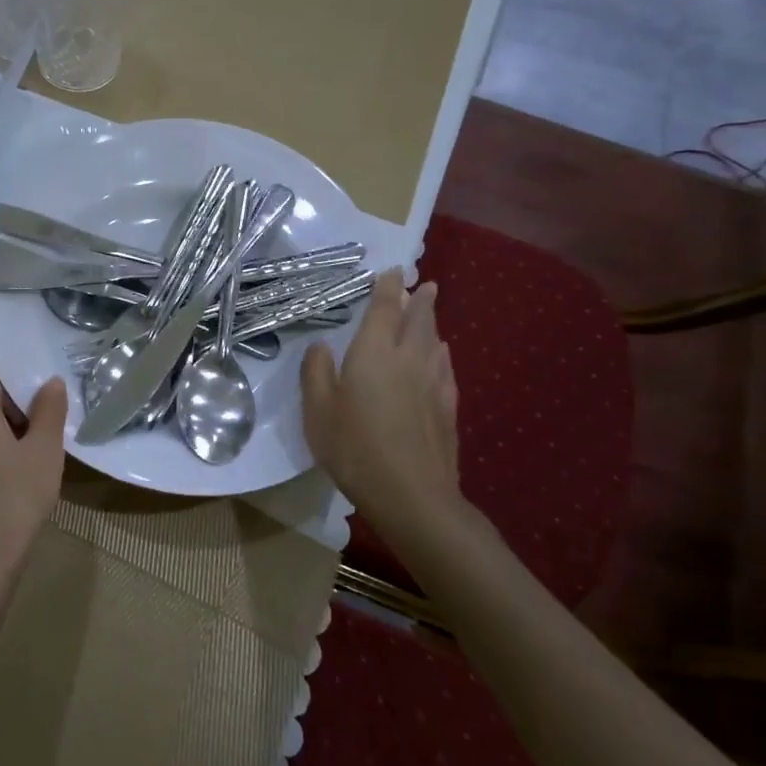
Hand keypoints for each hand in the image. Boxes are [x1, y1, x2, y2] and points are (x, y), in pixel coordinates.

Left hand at [0, 364, 67, 624]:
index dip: (12, 376)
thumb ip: (49, 410)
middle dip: (11, 407)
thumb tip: (51, 382)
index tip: (39, 397)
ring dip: (0, 434)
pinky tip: (9, 486)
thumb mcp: (44, 452)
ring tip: (31, 457)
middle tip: (44, 428)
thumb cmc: (13, 498)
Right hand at [301, 270, 460, 529]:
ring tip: (430, 316)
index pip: (384, 308)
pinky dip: (442, 355)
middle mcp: (408, 359)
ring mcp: (433, 383)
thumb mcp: (318, 411)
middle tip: (425, 285)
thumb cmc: (355, 448)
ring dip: (432, 324)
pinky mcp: (448, 408)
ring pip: (436, 342)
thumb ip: (316, 372)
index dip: (387, 287)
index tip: (392, 271)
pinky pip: (446, 368)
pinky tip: (441, 359)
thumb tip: (321, 346)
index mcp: (373, 353)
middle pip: (419, 320)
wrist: (412, 494)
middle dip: (420, 300)